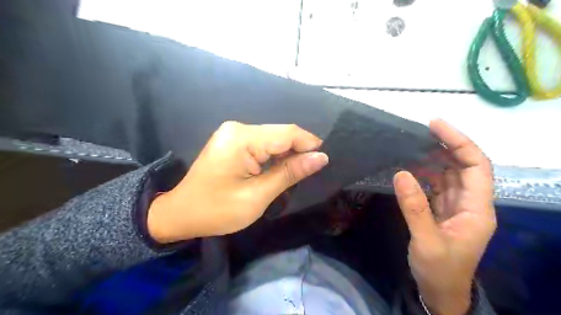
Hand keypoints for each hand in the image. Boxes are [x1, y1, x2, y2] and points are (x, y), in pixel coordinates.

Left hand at [147, 121, 329, 241]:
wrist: (180, 214)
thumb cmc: (217, 210)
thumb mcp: (257, 196)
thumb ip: (290, 173)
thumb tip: (320, 157)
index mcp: (242, 138)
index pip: (287, 133)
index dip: (309, 144)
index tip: (324, 161)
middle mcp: (238, 128)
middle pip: (280, 134)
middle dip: (299, 151)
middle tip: (311, 172)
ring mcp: (234, 133)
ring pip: (273, 139)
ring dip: (288, 155)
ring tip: (297, 174)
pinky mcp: (233, 141)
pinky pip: (262, 144)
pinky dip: (275, 157)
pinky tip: (280, 170)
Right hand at [391, 118, 496, 314]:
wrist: (440, 291)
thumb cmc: (439, 270)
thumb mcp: (426, 241)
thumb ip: (414, 207)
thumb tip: (401, 173)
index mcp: (477, 209)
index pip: (476, 166)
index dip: (459, 142)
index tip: (436, 126)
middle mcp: (471, 203)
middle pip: (465, 166)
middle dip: (447, 145)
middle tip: (422, 131)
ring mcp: (456, 206)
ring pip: (450, 174)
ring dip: (435, 157)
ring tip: (414, 144)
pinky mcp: (442, 209)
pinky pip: (437, 184)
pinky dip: (425, 172)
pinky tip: (411, 166)